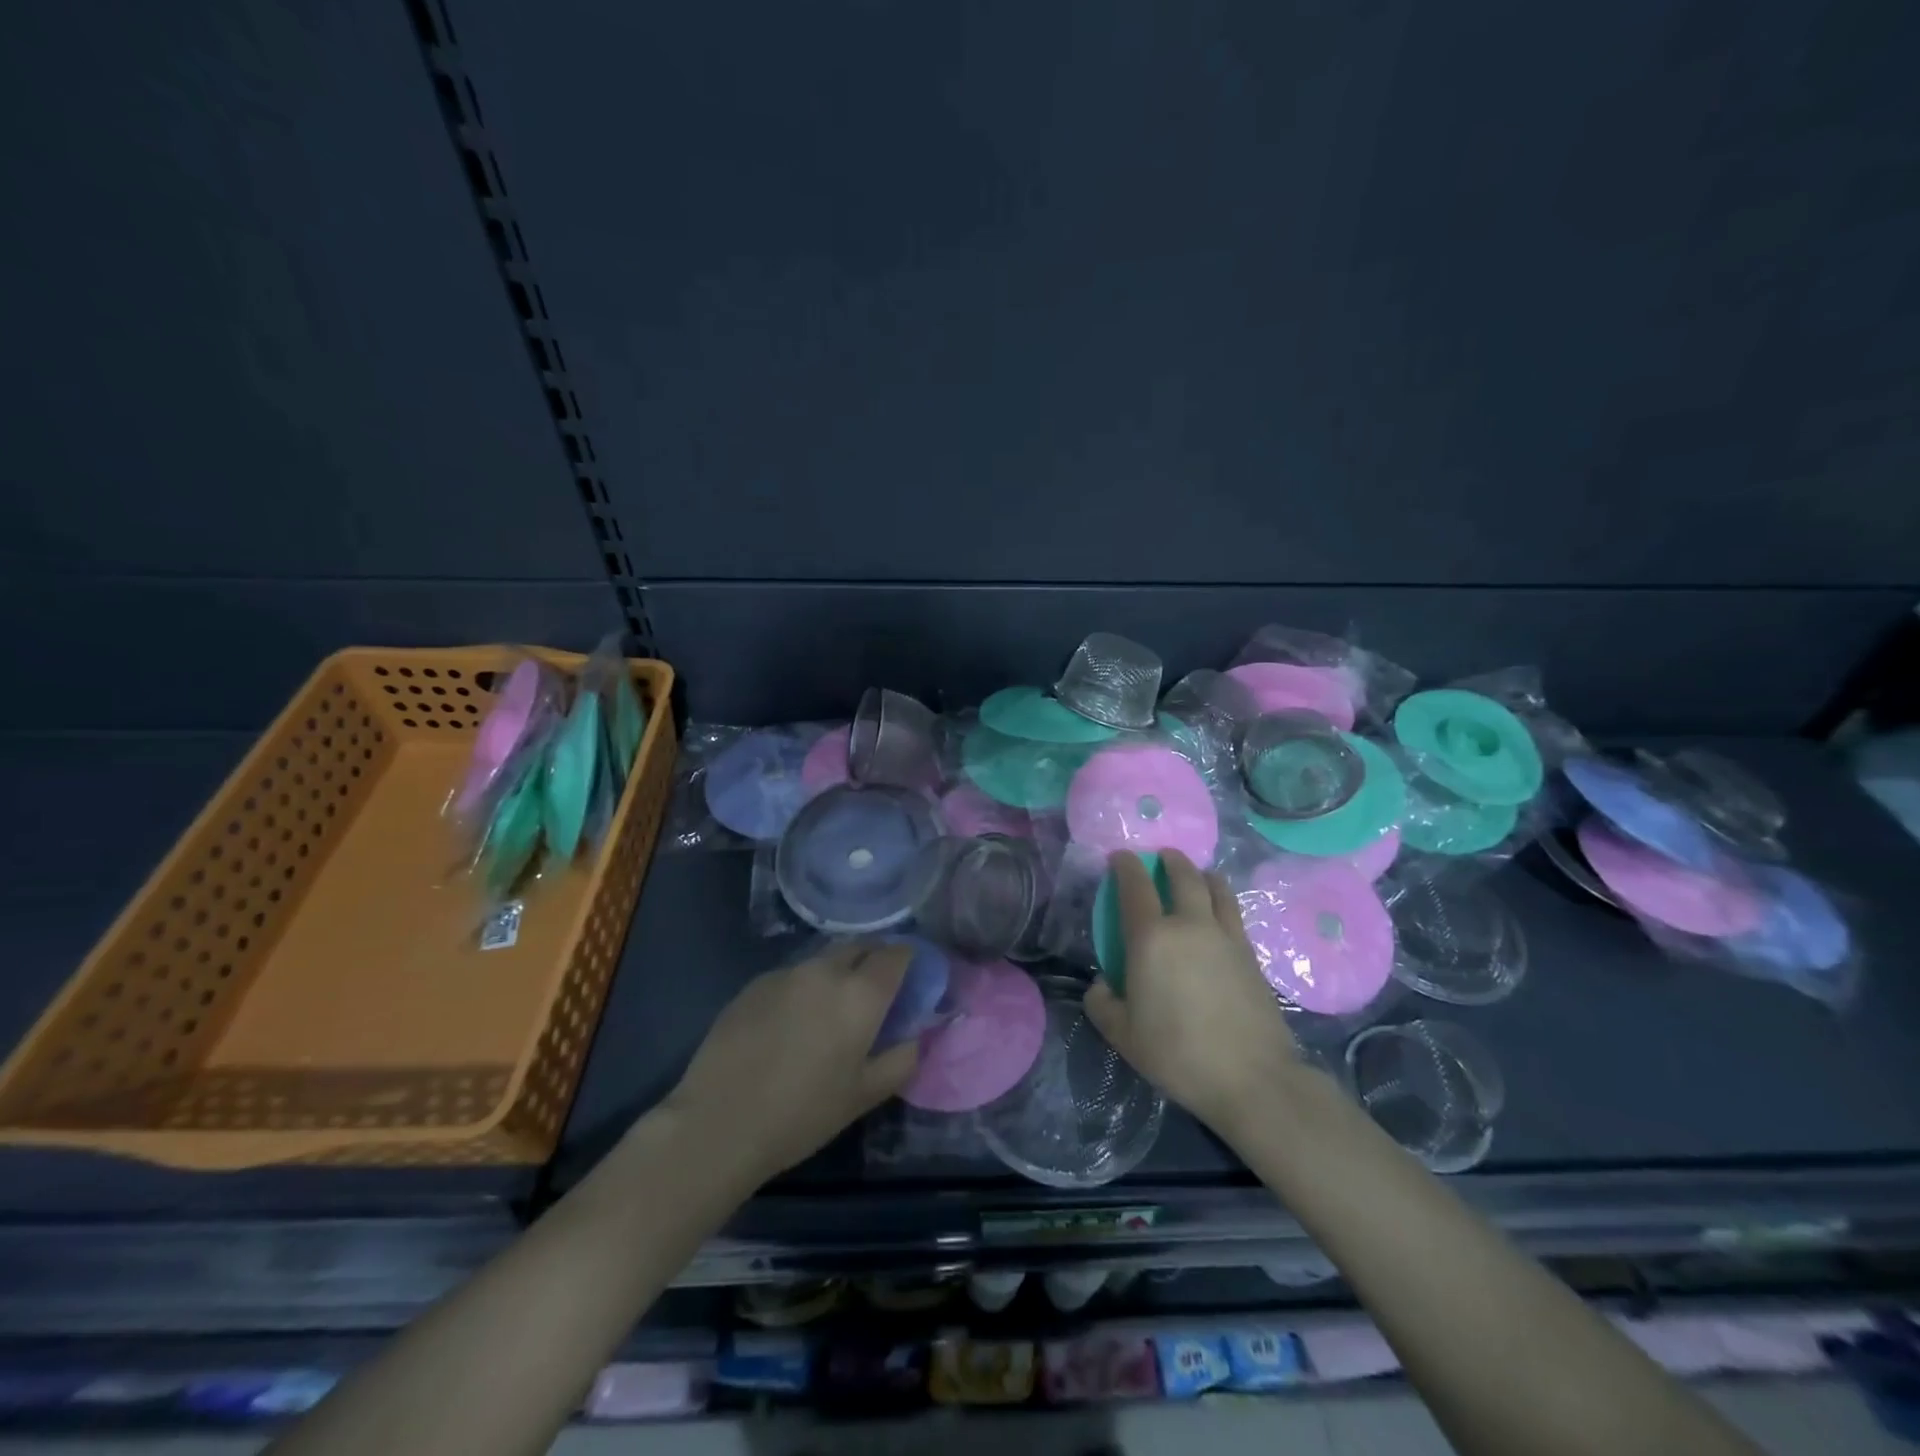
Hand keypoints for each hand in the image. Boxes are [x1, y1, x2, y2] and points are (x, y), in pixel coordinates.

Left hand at [665, 941, 918, 1184]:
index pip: (897, 954)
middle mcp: (825, 970)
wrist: (719, 1122)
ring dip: (838, 972)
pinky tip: (790, 1022)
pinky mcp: (754, 984)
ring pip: (824, 959)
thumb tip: (918, 1035)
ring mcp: (786, 973)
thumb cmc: (802, 1114)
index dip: (909, 961)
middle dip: (874, 958)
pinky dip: (804, 987)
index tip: (911, 978)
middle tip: (875, 990)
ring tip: (830, 1009)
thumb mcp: (864, 1095)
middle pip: (860, 946)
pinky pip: (792, 975)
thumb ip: (902, 1058)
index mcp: (860, 993)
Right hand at [1084, 850, 1303, 1137]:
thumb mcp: (1122, 1036)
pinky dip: (1222, 898)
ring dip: (1201, 874)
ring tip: (1196, 875)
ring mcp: (1225, 936)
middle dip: (1169, 860)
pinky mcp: (1250, 953)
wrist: (1252, 1077)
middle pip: (1182, 875)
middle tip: (1161, 857)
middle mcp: (1189, 925)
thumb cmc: (1178, 1054)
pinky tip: (1218, 910)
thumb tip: (1103, 984)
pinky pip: (1233, 911)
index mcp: (1151, 938)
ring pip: (1215, 887)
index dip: (1125, 865)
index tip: (1119, 857)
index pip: (1135, 886)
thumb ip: (1102, 1004)